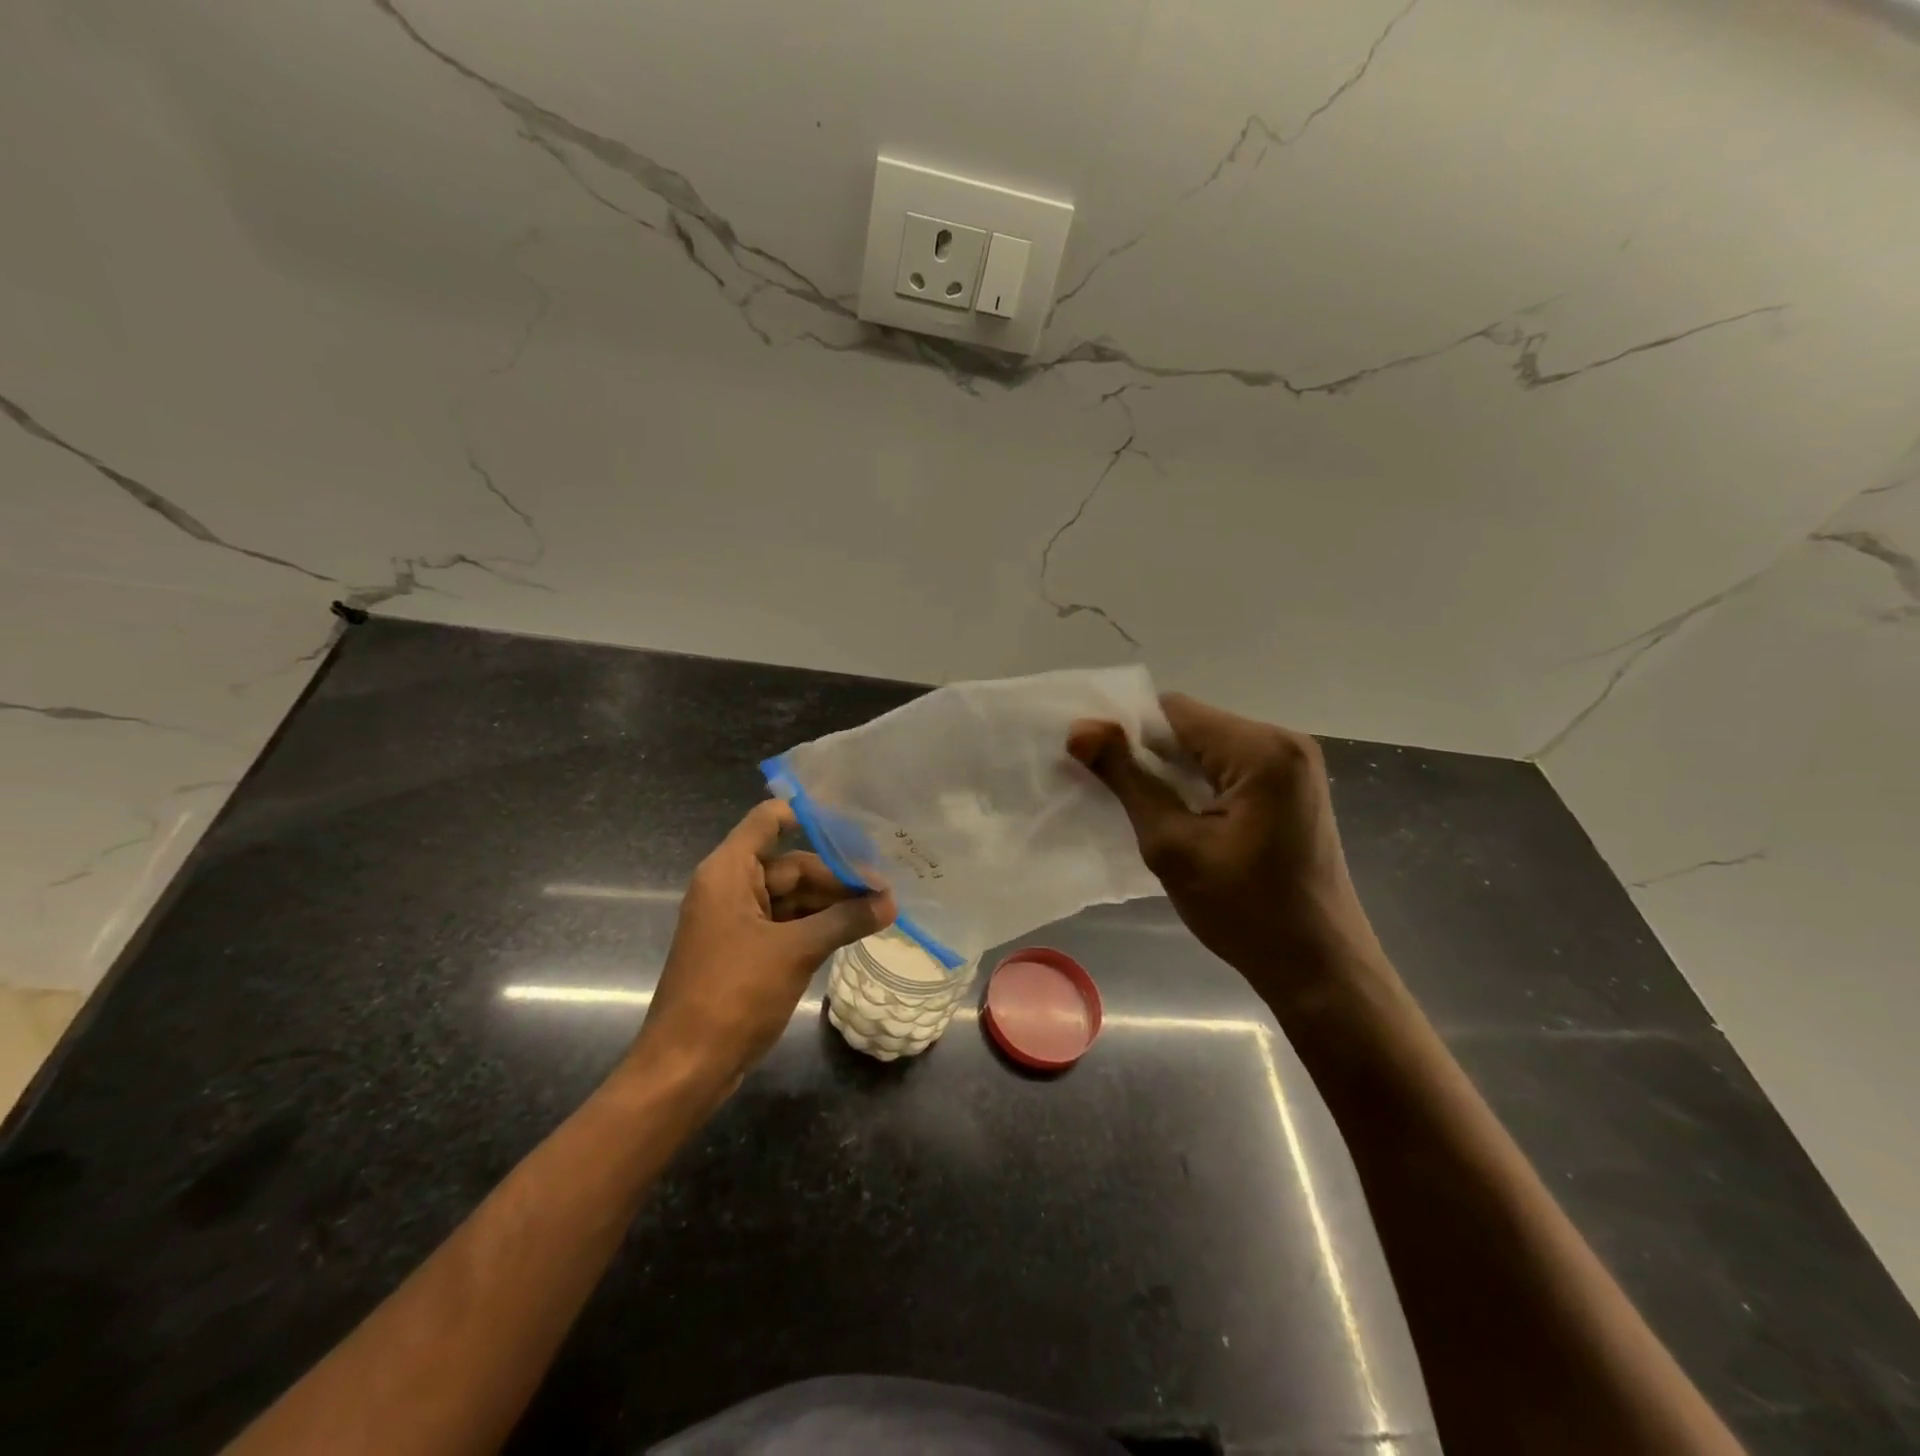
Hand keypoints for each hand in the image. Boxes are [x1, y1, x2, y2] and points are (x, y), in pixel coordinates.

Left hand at [631, 800, 895, 1091]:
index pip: (769, 820)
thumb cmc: (734, 994)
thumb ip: (845, 920)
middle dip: (837, 876)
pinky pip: (787, 924)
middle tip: (885, 889)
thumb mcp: (796, 951)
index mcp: (729, 872)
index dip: (810, 816)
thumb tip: (891, 902)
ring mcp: (738, 921)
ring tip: (880, 910)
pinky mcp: (746, 950)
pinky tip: (854, 930)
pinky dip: (818, 926)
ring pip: (793, 898)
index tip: (856, 825)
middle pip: (791, 864)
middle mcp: (731, 887)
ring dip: (832, 904)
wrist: (687, 1066)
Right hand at [1067, 694, 1376, 980]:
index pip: (1172, 711)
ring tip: (1142, 807)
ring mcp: (1294, 763)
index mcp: (1261, 749)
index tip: (1094, 766)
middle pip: (1192, 725)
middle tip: (1112, 794)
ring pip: (1208, 745)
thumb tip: (1078, 729)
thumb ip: (1125, 778)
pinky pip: (1230, 765)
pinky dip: (1198, 781)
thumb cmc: (1245, 912)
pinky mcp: (1293, 786)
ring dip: (1172, 770)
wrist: (1318, 968)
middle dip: (1149, 753)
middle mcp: (1284, 741)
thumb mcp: (1172, 845)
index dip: (1125, 731)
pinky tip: (1180, 814)